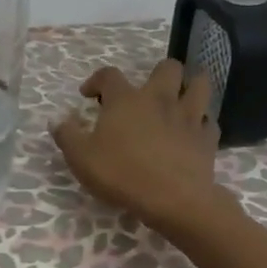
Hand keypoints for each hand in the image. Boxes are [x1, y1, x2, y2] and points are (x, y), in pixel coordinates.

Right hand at [51, 59, 225, 234]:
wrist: (173, 199)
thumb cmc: (121, 174)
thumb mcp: (80, 158)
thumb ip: (66, 135)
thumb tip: (57, 120)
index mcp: (125, 100)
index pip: (109, 75)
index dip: (96, 80)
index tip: (88, 95)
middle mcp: (159, 99)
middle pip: (168, 67)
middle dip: (157, 73)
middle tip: (146, 92)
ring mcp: (188, 116)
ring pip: (199, 85)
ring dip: (189, 86)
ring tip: (179, 99)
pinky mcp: (207, 138)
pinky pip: (209, 121)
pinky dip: (201, 123)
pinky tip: (192, 133)